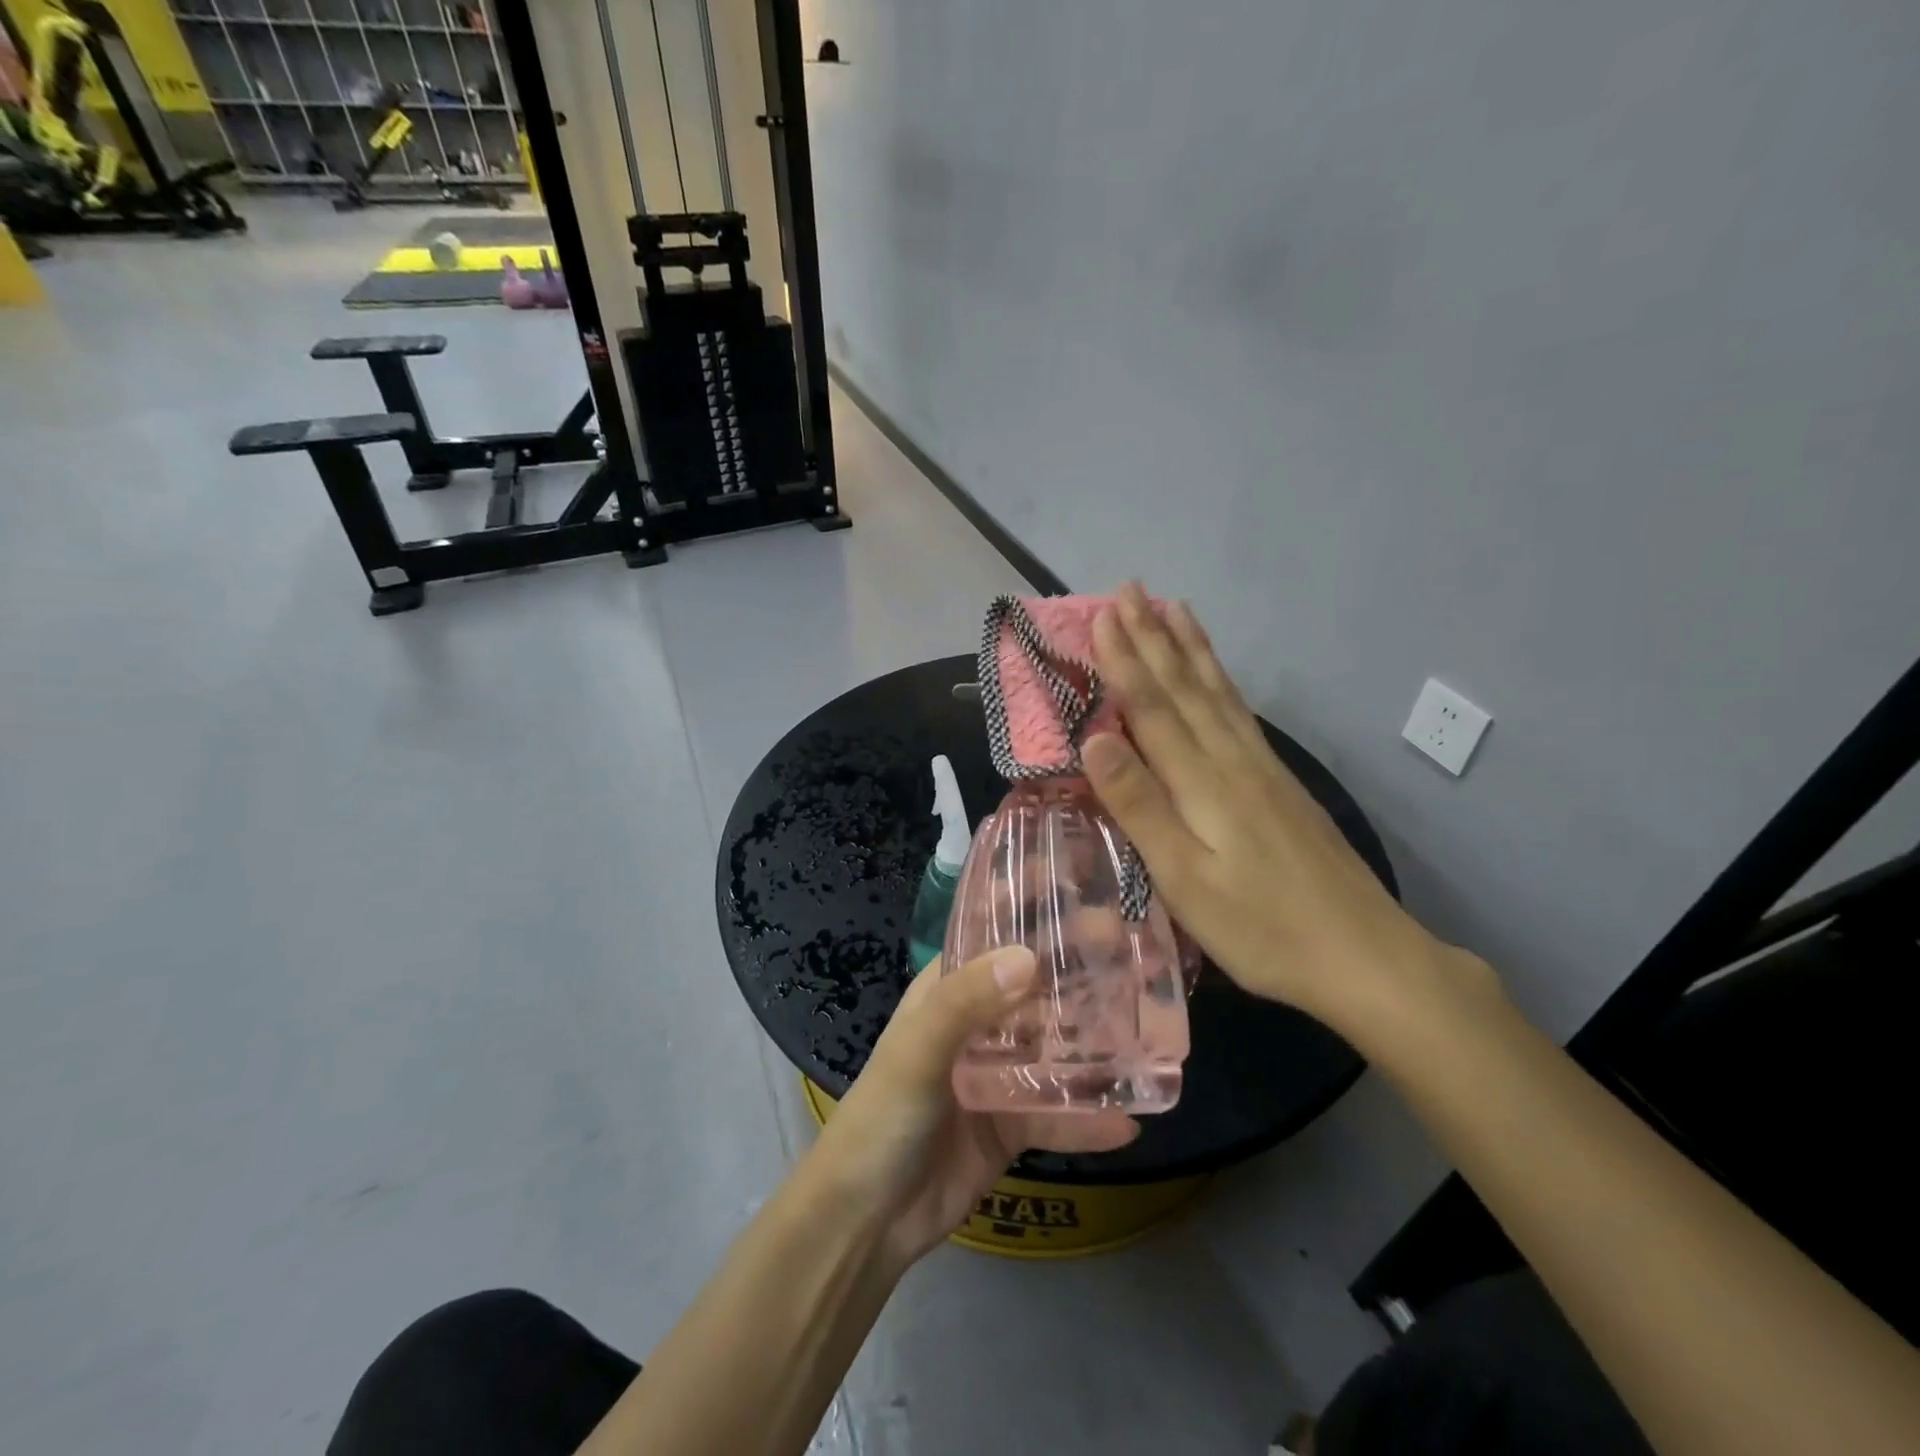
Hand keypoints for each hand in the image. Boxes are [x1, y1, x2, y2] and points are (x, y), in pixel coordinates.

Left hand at [809, 948, 1138, 1267]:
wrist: (867, 1219)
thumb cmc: (883, 1116)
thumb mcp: (918, 1050)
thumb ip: (966, 1003)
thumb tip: (1028, 957)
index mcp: (948, 992)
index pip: (995, 939)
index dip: (1034, 917)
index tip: (1087, 897)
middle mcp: (977, 1025)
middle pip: (1036, 992)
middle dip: (1081, 978)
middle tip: (1138, 961)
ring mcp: (997, 1076)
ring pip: (1056, 1051)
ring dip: (1096, 1046)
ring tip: (1152, 1035)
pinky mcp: (1012, 1125)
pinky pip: (1058, 1115)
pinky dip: (1089, 1119)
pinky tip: (1130, 1121)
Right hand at [1083, 582, 1477, 1029]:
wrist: (1364, 954)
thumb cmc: (1261, 927)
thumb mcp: (1185, 879)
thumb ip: (1140, 807)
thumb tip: (1095, 740)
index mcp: (1202, 782)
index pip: (1153, 707)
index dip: (1125, 660)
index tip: (1102, 614)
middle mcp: (1232, 760)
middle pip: (1185, 687)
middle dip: (1153, 637)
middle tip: (1130, 589)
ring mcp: (1262, 768)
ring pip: (1218, 693)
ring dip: (1190, 648)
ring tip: (1173, 608)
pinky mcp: (1280, 783)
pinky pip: (1241, 713)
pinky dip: (1222, 681)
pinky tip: (1218, 676)